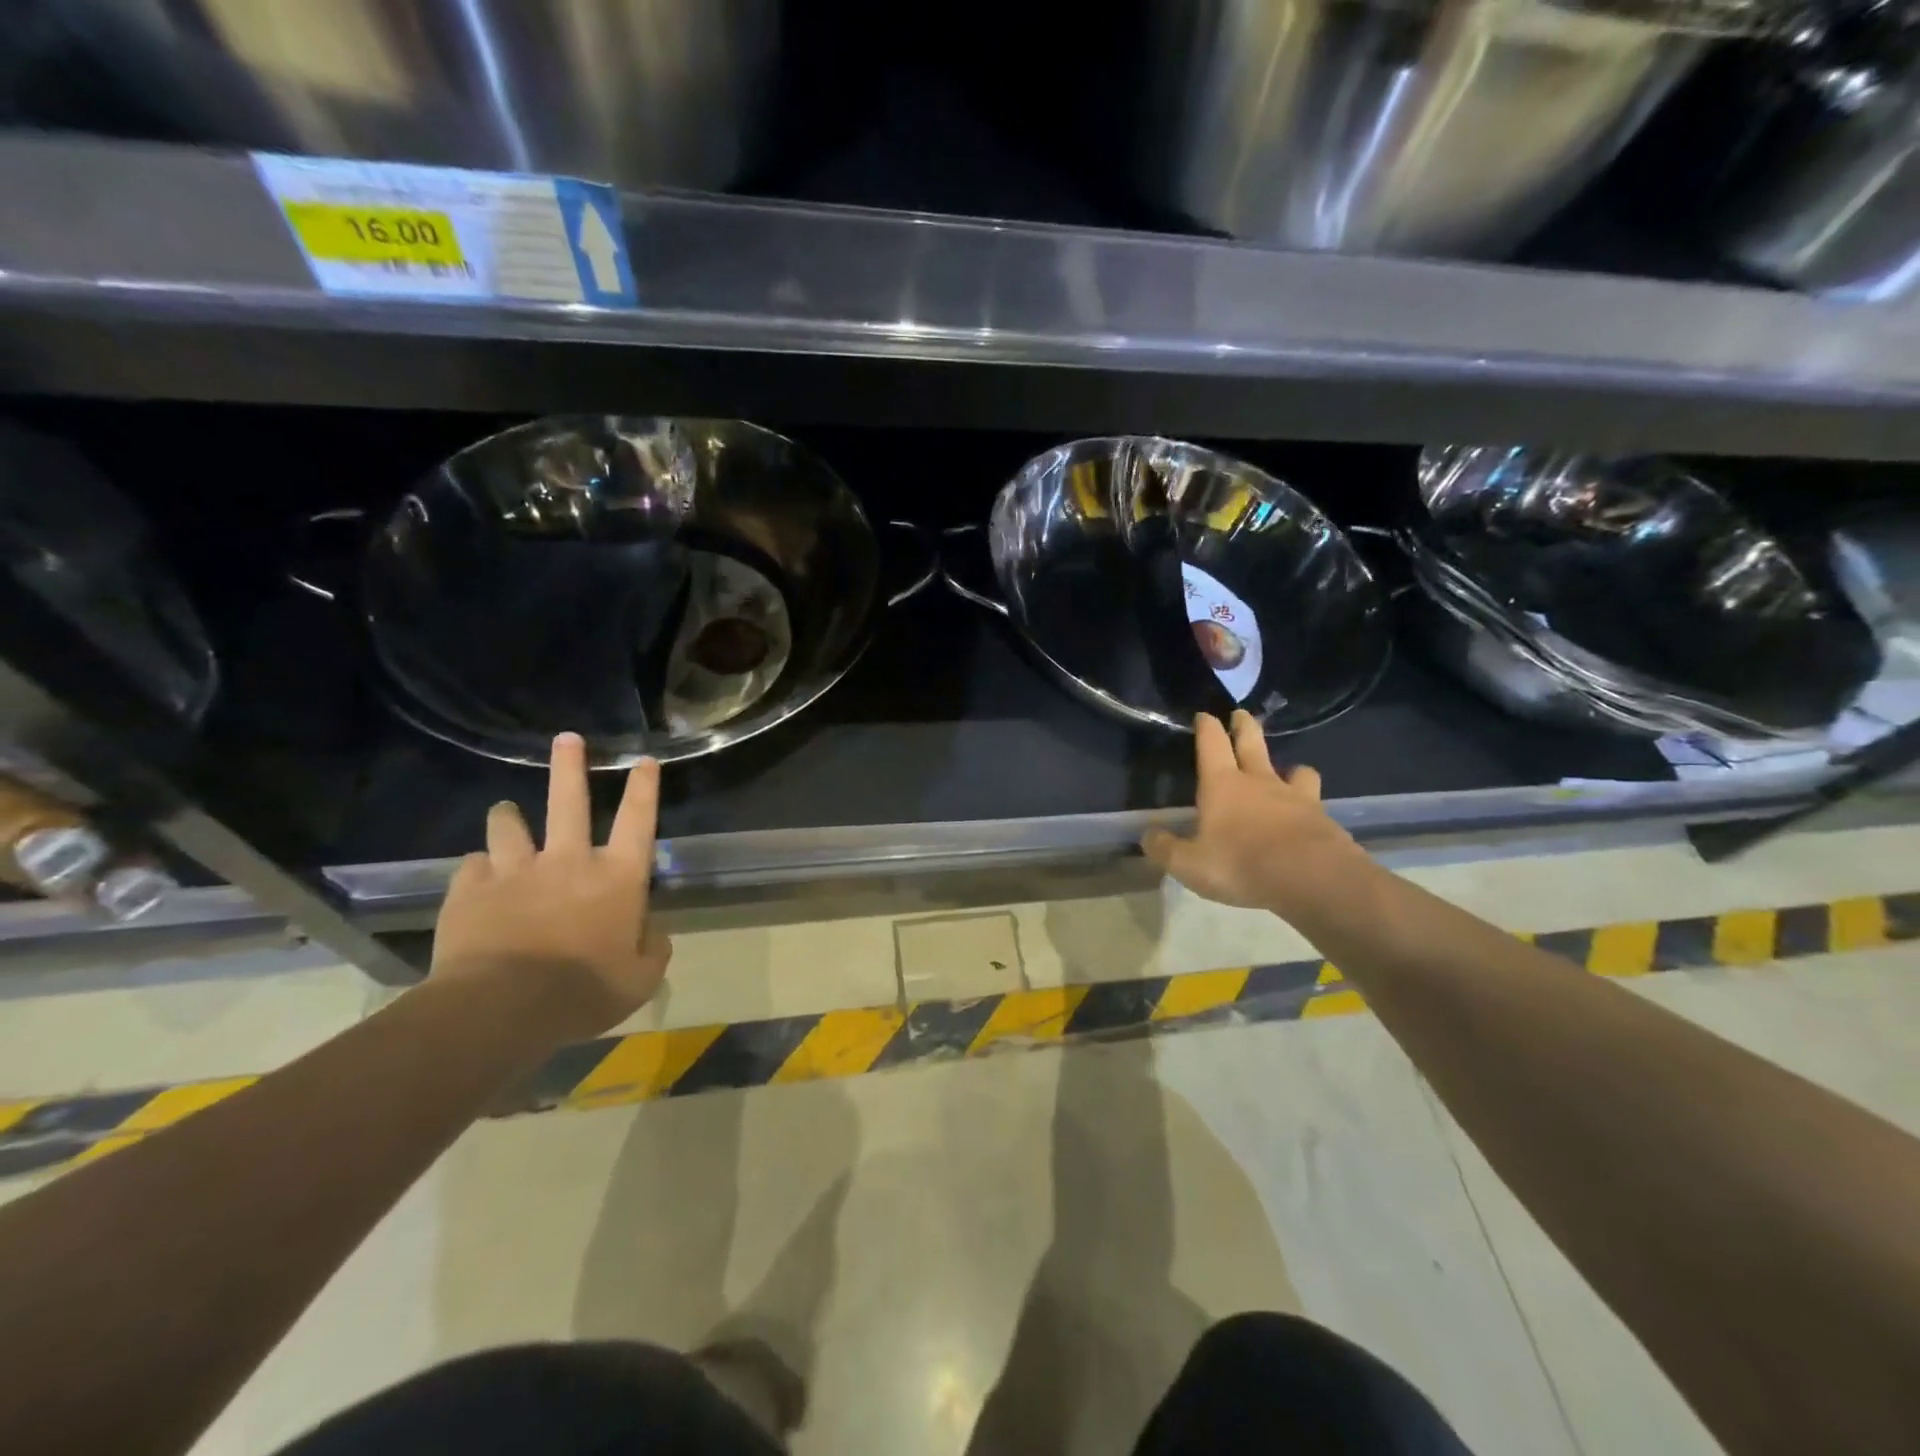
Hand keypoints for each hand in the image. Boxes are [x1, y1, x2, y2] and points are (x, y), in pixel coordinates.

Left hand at [430, 733, 671, 1044]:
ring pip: (509, 826)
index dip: (644, 787)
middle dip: (569, 766)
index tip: (645, 759)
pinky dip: (478, 868)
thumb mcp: (640, 980)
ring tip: (505, 812)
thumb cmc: (584, 992)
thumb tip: (651, 930)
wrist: (503, 1008)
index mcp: (617, 878)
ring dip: (508, 817)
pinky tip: (476, 878)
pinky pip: (472, 866)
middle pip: (570, 801)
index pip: (639, 820)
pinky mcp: (471, 891)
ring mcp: (516, 871)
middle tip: (566, 738)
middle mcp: (569, 861)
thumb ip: (653, 949)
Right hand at [1142, 710, 1367, 916]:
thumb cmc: (1241, 865)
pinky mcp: (1322, 818)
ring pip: (1294, 770)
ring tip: (1288, 771)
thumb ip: (1166, 848)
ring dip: (1289, 767)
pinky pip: (1314, 800)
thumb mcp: (1189, 864)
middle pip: (1252, 743)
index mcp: (1222, 785)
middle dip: (1244, 726)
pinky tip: (1307, 814)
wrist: (1311, 878)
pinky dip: (1308, 802)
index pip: (1212, 744)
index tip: (1204, 715)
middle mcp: (1259, 782)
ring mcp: (1295, 797)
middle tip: (1241, 714)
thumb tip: (1148, 835)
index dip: (1206, 727)